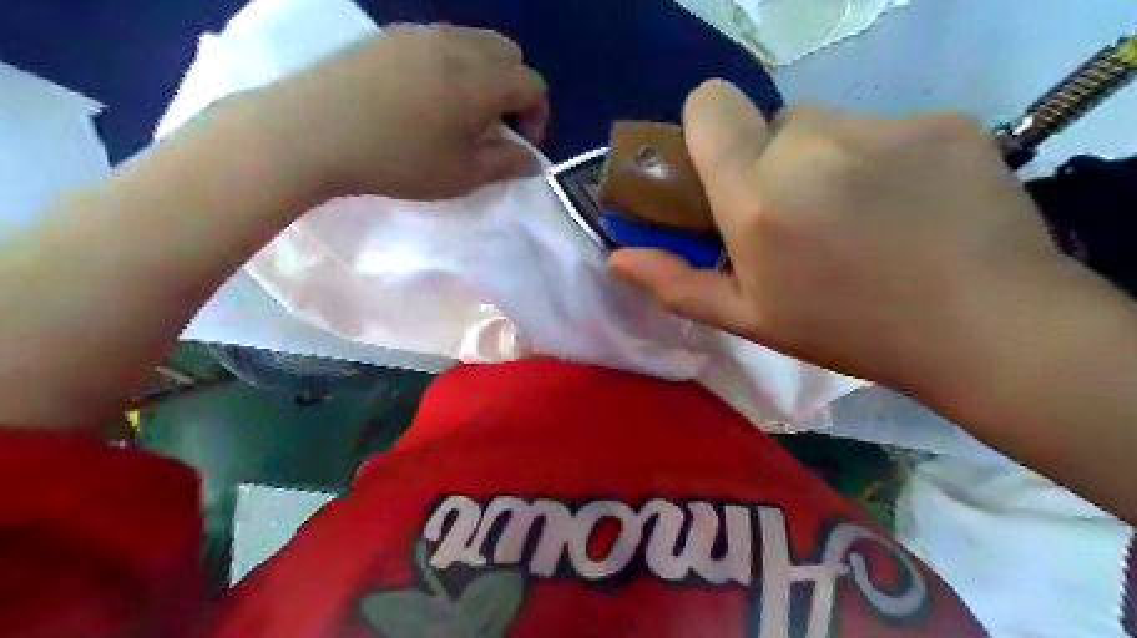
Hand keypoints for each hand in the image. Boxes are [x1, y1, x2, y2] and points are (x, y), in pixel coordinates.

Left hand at [249, 26, 551, 198]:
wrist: (313, 130)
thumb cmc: (399, 159)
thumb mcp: (462, 175)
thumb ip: (506, 164)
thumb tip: (533, 159)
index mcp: (482, 78)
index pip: (532, 83)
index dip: (537, 115)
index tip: (519, 143)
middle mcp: (457, 44)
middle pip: (508, 54)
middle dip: (514, 89)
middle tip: (494, 126)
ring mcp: (420, 33)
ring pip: (474, 43)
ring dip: (484, 76)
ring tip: (460, 114)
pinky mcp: (389, 35)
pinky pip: (440, 42)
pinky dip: (452, 66)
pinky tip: (426, 99)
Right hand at [613, 80, 1066, 388]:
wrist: (984, 327)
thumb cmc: (846, 330)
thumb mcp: (749, 318)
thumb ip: (676, 283)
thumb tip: (616, 258)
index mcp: (756, 196)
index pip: (709, 104)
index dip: (707, 127)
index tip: (723, 168)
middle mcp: (811, 146)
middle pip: (772, 124)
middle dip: (773, 162)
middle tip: (802, 217)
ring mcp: (882, 128)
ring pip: (829, 126)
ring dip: (826, 161)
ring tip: (858, 215)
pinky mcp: (940, 121)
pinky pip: (885, 128)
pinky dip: (883, 159)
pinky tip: (909, 205)